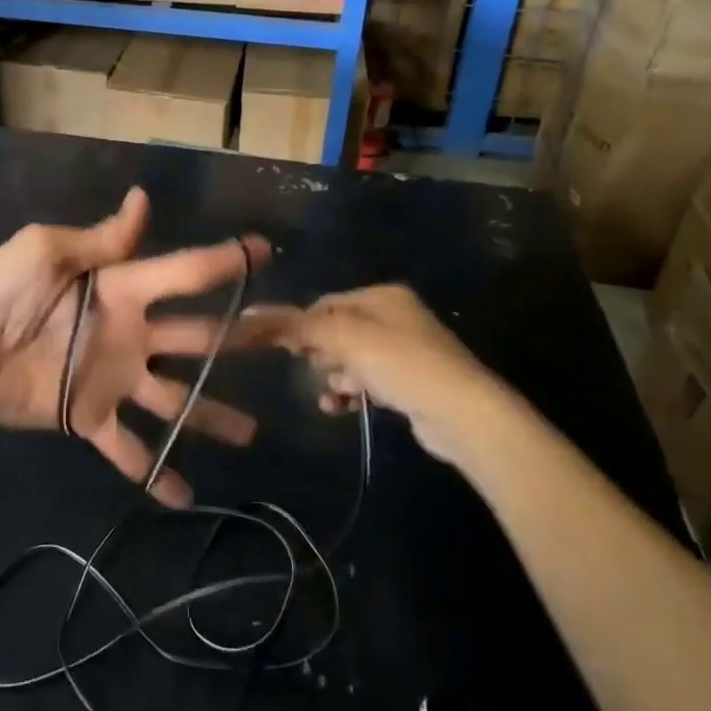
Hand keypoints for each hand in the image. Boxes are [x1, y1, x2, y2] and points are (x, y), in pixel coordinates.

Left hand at [0, 187, 266, 505]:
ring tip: (249, 434)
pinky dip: (155, 471)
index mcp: (122, 287)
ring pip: (175, 398)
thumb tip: (143, 197)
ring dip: (210, 415)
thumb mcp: (45, 252)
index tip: (266, 252)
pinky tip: (183, 496)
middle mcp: (130, 332)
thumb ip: (100, 238)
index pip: (184, 272)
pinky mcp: (89, 417)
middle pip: (197, 336)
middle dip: (240, 337)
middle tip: (285, 342)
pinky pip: (129, 447)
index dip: (224, 261)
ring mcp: (113, 378)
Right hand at [246, 285, 505, 465]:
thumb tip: (248, 315)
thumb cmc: (401, 363)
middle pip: (338, 329)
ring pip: (351, 359)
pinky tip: (338, 407)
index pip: (326, 303)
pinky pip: (367, 382)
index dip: (301, 323)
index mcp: (382, 296)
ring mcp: (405, 352)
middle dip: (319, 351)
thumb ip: (297, 326)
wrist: (463, 414)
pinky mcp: (409, 384)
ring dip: (333, 376)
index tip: (283, 347)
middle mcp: (394, 317)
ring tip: (328, 393)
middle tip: (308, 368)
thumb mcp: (344, 338)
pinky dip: (350, 392)